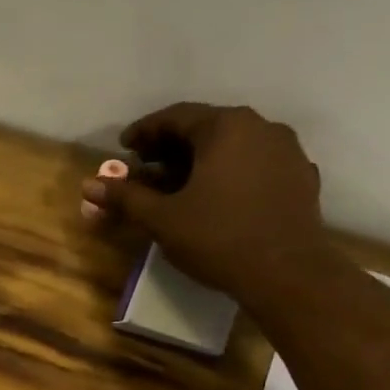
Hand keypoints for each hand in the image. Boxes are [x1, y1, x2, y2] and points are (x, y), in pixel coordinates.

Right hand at [80, 103, 328, 298]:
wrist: (286, 272)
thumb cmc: (217, 238)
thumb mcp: (162, 219)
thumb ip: (126, 197)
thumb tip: (89, 185)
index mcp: (226, 127)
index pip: (176, 116)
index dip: (144, 131)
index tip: (123, 148)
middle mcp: (261, 127)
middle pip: (206, 127)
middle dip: (171, 146)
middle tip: (145, 167)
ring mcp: (286, 150)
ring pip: (233, 145)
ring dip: (200, 159)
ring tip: (177, 185)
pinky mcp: (300, 176)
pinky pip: (255, 164)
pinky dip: (228, 173)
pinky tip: (215, 197)